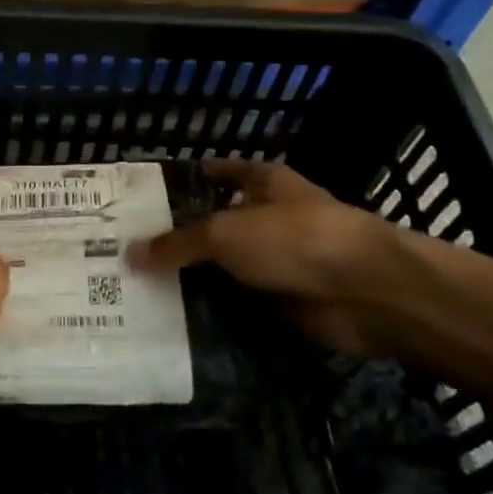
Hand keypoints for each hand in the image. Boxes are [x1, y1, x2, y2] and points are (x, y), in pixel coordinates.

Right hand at [128, 159, 395, 355]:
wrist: (367, 293)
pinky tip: (173, 321)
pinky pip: (237, 304)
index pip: (218, 172)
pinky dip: (213, 312)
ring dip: (194, 280)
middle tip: (125, 252)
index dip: (185, 180)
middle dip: (179, 239)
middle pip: (215, 225)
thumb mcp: (224, 232)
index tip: (144, 197)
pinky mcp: (283, 302)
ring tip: (138, 290)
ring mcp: (278, 261)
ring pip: (224, 268)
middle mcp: (269, 218)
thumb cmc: (294, 239)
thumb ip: (177, 243)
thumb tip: (130, 254)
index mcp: (263, 182)